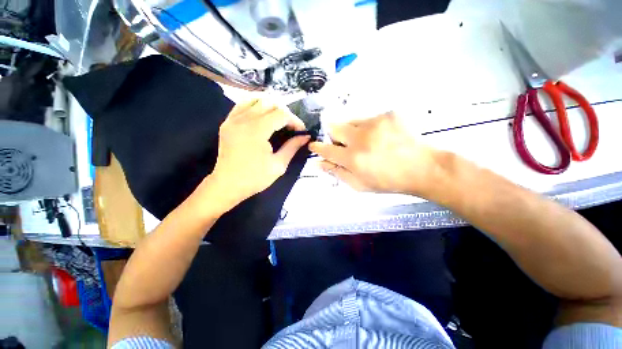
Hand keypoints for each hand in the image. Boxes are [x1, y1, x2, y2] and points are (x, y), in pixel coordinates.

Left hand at [207, 99, 309, 207]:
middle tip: (291, 127)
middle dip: (285, 113)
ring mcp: (233, 119)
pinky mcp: (227, 122)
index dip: (295, 121)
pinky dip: (255, 105)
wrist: (227, 184)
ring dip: (271, 107)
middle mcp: (244, 119)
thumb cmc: (255, 178)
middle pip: (270, 103)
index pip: (281, 114)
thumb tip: (305, 137)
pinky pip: (243, 104)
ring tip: (278, 119)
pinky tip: (262, 116)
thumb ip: (292, 147)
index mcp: (257, 130)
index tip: (301, 131)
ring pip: (256, 99)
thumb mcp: (278, 165)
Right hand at [309, 112, 438, 195]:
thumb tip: (318, 163)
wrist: (421, 168)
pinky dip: (368, 128)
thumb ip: (336, 173)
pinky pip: (367, 118)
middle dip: (333, 135)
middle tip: (345, 144)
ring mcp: (375, 123)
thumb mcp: (359, 184)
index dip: (317, 147)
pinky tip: (380, 137)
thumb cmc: (388, 181)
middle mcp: (360, 138)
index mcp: (353, 159)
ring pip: (350, 121)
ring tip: (366, 142)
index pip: (326, 149)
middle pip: (333, 127)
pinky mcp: (387, 115)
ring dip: (351, 132)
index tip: (313, 145)